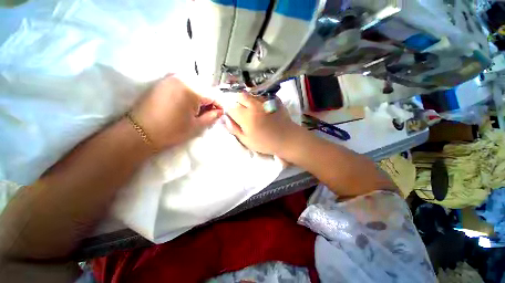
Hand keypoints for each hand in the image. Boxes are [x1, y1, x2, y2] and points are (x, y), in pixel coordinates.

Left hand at [132, 76, 222, 149]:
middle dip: (210, 101)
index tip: (219, 115)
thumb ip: (212, 116)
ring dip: (200, 98)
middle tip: (207, 114)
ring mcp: (171, 78)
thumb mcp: (197, 126)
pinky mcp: (164, 81)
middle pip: (205, 89)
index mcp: (192, 89)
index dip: (220, 106)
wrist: (140, 132)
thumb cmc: (172, 131)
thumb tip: (220, 111)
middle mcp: (182, 78)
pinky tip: (186, 105)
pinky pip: (184, 85)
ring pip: (196, 86)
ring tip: (196, 111)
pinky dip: (190, 94)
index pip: (214, 95)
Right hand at [224, 93, 300, 155]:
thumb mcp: (247, 140)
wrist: (286, 139)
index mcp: (245, 116)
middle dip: (238, 101)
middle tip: (241, 111)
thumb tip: (225, 119)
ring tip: (252, 110)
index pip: (231, 107)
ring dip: (248, 100)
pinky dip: (258, 100)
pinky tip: (262, 108)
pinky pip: (262, 96)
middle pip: (240, 96)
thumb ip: (234, 129)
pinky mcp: (273, 100)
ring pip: (251, 94)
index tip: (233, 116)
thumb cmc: (265, 143)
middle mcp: (254, 105)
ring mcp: (264, 101)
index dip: (230, 111)